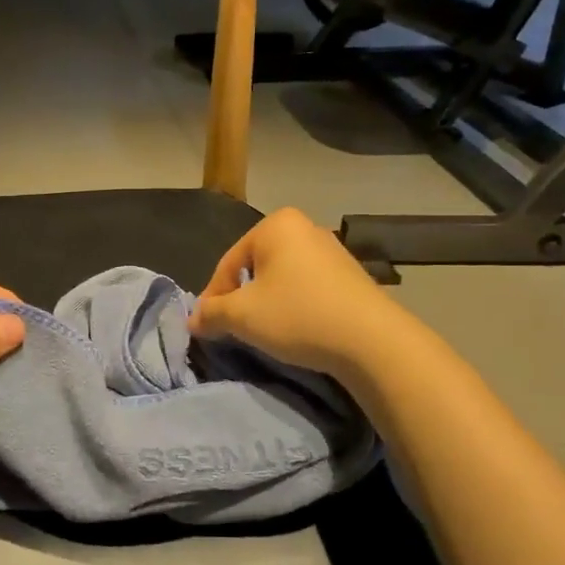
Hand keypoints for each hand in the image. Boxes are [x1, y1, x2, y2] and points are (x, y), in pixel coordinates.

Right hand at [188, 208, 411, 381]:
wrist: (371, 340)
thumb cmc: (298, 315)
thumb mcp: (243, 316)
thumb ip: (212, 313)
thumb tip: (193, 319)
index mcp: (275, 224)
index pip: (229, 262)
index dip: (213, 297)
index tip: (208, 327)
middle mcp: (304, 227)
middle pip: (256, 267)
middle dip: (242, 298)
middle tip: (235, 329)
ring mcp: (331, 249)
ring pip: (282, 278)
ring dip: (268, 303)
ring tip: (265, 332)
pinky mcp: (350, 274)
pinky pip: (307, 287)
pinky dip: (295, 305)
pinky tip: (297, 329)